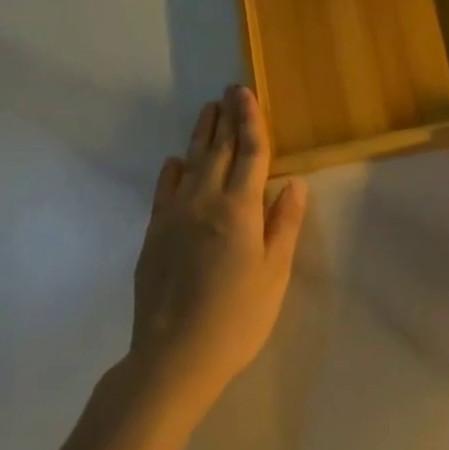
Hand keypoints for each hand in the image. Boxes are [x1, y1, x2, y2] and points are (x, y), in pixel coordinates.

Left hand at [129, 86, 306, 412]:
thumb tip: (294, 183)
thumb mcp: (273, 274)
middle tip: (229, 91)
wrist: (172, 358)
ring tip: (207, 111)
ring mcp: (174, 216)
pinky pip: (164, 191)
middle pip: (218, 150)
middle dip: (226, 118)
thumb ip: (283, 224)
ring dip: (201, 135)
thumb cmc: (236, 318)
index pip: (250, 152)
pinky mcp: (154, 235)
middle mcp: (205, 201)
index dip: (250, 120)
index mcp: (239, 208)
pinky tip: (175, 163)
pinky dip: (172, 171)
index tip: (246, 92)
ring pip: (190, 164)